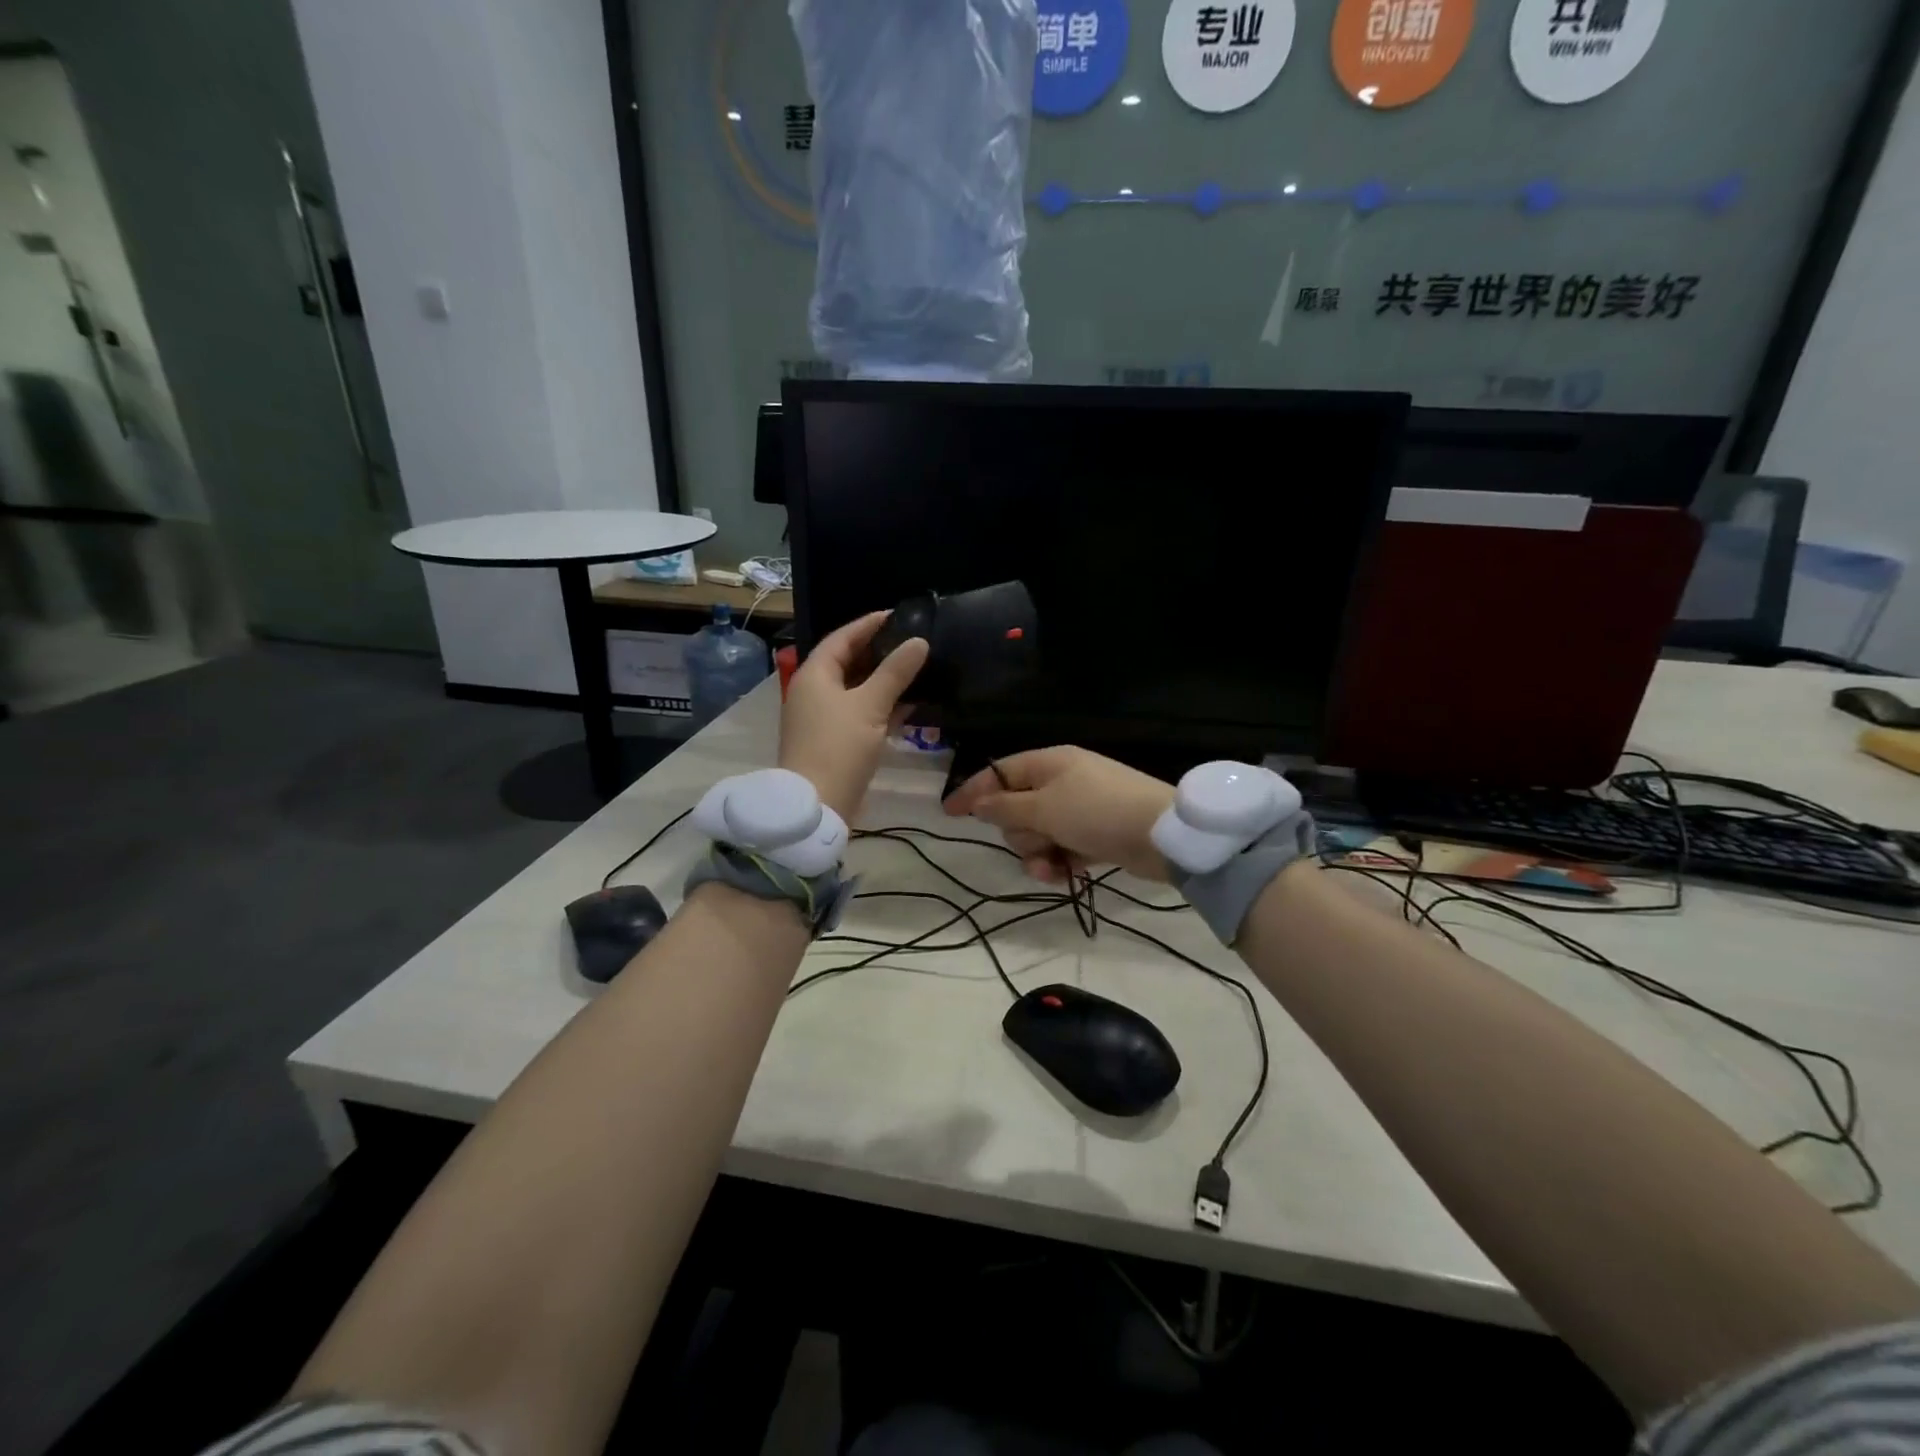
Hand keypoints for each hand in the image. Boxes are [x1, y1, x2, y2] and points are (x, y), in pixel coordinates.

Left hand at [779, 611, 928, 820]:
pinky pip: (859, 713)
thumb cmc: (839, 748)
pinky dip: (881, 706)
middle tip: (911, 642)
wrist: (817, 807)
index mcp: (814, 676)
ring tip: (916, 669)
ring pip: (856, 690)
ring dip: (883, 681)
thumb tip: (919, 641)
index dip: (868, 625)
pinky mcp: (834, 741)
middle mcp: (813, 692)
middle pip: (847, 663)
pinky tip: (909, 705)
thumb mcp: (870, 706)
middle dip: (879, 652)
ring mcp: (822, 719)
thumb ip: (895, 672)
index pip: (841, 638)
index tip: (897, 616)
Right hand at [943, 747, 1175, 882]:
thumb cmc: (1096, 811)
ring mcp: (1079, 808)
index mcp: (1049, 762)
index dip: (972, 791)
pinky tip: (1063, 874)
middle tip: (1036, 839)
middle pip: (1016, 808)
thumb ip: (1005, 807)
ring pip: (1037, 833)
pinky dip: (1058, 862)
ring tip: (1051, 865)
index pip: (999, 772)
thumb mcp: (1044, 808)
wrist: (1162, 835)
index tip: (948, 813)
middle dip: (1019, 831)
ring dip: (1037, 852)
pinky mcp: (1094, 834)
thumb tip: (979, 803)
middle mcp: (1062, 781)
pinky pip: (1061, 848)